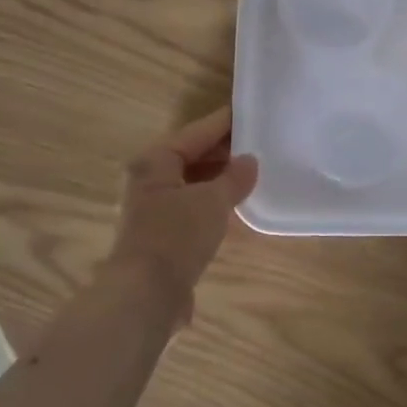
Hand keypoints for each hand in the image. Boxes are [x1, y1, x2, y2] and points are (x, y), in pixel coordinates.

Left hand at [108, 107, 258, 318]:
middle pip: (191, 155)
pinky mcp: (161, 234)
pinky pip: (192, 205)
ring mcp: (153, 208)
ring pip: (192, 182)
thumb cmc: (176, 236)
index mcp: (155, 162)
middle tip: (259, 141)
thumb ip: (234, 178)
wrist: (146, 295)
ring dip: (218, 177)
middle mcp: (149, 180)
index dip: (224, 122)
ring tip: (252, 171)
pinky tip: (235, 204)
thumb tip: (250, 161)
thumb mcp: (213, 201)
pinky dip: (212, 200)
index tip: (251, 111)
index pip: (196, 132)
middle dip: (223, 150)